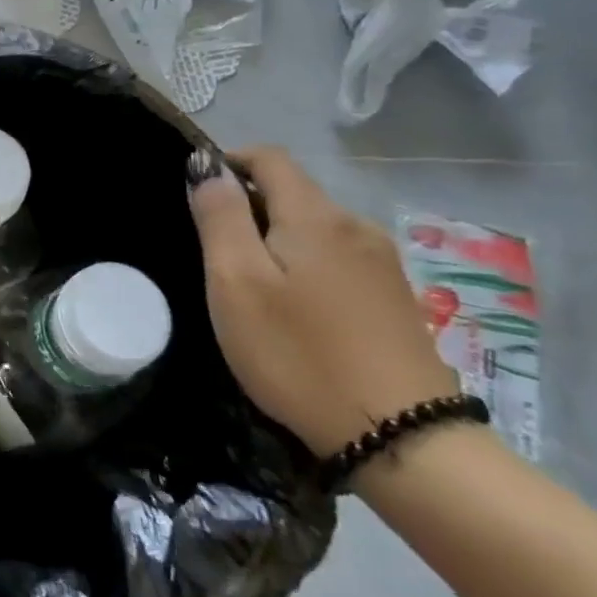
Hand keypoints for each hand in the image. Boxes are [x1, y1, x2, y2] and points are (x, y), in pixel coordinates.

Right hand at [187, 146, 458, 457]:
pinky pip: (335, 259)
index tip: (195, 195)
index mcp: (316, 216)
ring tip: (247, 283)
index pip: (269, 157)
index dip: (227, 162)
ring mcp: (382, 264)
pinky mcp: (394, 300)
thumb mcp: (236, 281)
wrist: (401, 439)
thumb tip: (206, 165)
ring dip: (274, 238)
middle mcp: (356, 227)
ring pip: (313, 227)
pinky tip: (291, 308)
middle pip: (292, 191)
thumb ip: (219, 216)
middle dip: (247, 205)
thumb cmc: (298, 353)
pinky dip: (302, 264)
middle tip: (211, 251)